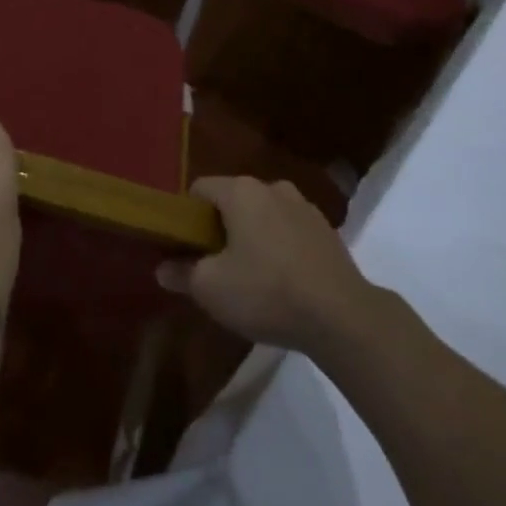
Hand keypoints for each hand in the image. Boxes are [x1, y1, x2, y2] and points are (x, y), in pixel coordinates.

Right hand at [157, 175, 372, 353]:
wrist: (343, 317)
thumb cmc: (267, 292)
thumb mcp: (211, 289)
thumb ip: (182, 274)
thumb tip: (162, 269)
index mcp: (241, 191)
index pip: (199, 189)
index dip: (186, 216)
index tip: (184, 247)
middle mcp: (273, 187)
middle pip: (232, 201)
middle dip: (219, 228)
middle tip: (213, 265)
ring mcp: (304, 207)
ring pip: (263, 215)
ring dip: (251, 237)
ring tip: (249, 276)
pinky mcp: (327, 231)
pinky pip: (289, 231)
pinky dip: (279, 247)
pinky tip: (281, 281)